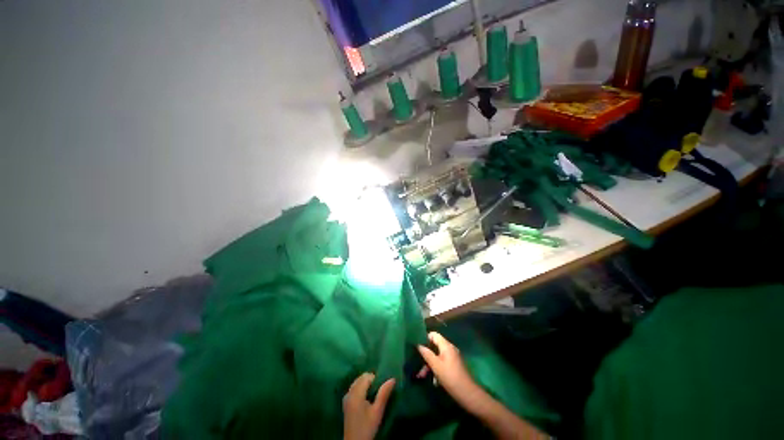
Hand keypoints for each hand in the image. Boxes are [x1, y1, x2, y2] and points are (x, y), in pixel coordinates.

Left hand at [343, 373, 395, 439]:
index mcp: (356, 394)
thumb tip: (392, 379)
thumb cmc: (367, 427)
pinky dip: (361, 389)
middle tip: (378, 392)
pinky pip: (354, 388)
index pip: (367, 377)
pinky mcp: (346, 402)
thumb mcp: (378, 411)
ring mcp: (346, 397)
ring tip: (373, 396)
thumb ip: (384, 394)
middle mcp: (349, 392)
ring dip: (366, 384)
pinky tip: (366, 400)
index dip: (375, 380)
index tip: (381, 389)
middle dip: (371, 381)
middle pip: (361, 378)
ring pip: (357, 382)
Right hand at [417, 332, 481, 408]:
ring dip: (429, 364)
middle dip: (426, 355)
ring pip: (437, 356)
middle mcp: (450, 348)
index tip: (416, 346)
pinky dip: (436, 368)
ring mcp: (452, 357)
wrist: (468, 394)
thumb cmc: (451, 378)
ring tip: (421, 376)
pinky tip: (433, 381)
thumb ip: (427, 354)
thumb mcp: (436, 366)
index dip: (425, 338)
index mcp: (446, 346)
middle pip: (434, 346)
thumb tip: (418, 344)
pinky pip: (442, 362)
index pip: (433, 335)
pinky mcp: (454, 365)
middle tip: (417, 364)